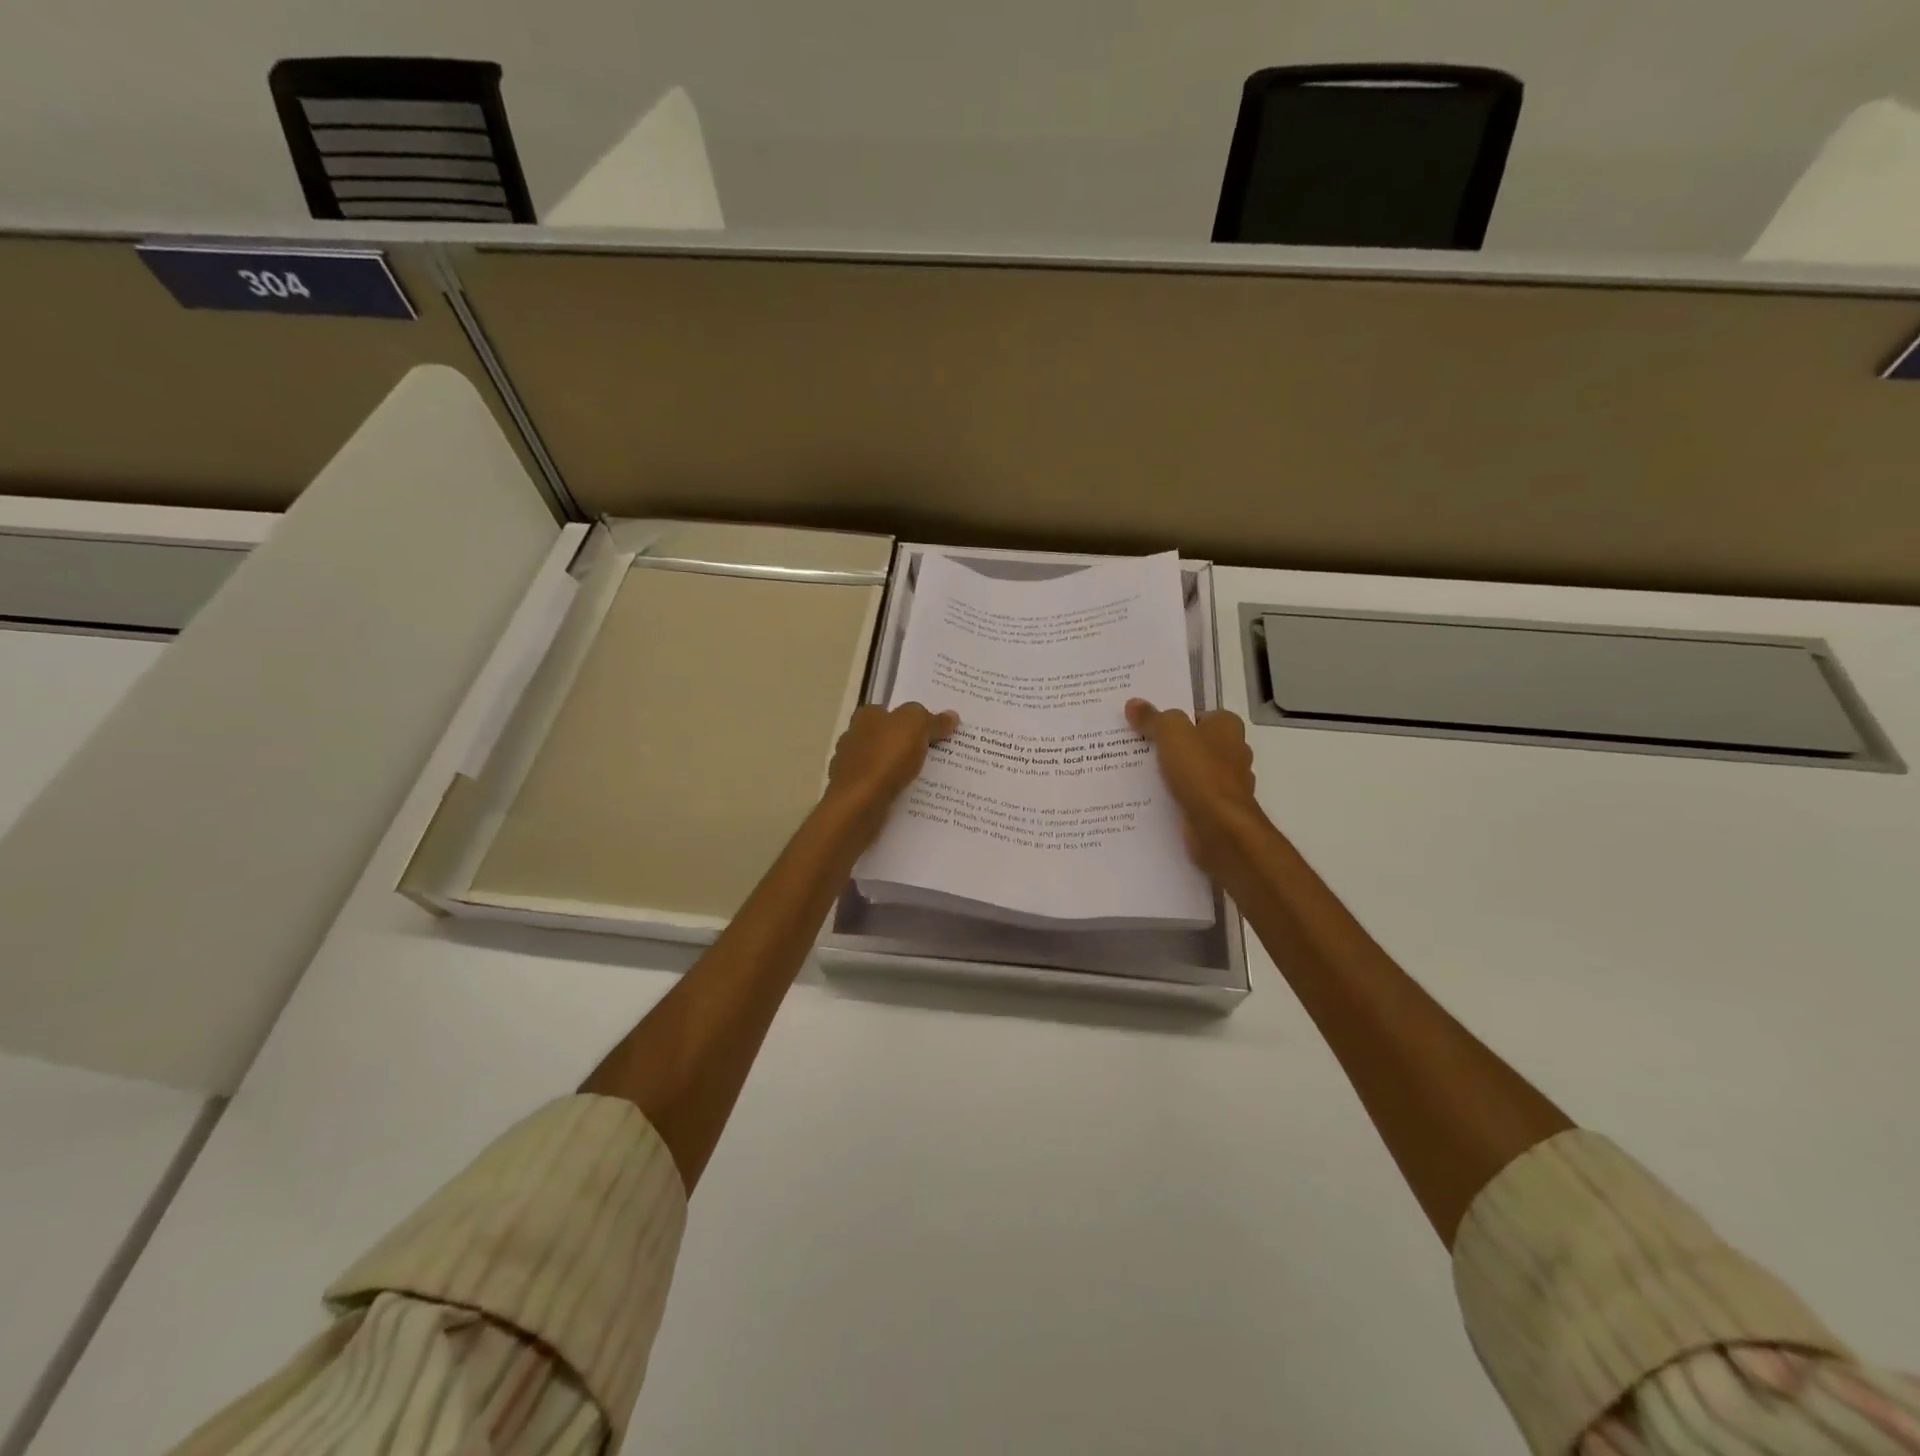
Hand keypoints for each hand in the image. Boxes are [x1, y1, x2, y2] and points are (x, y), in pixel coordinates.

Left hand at [822, 702, 958, 835]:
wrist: (859, 804)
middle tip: (937, 753)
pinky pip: (880, 786)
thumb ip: (932, 719)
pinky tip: (909, 796)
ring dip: (900, 769)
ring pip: (882, 763)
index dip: (911, 719)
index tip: (932, 730)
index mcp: (866, 716)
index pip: (890, 711)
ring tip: (929, 778)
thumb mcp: (916, 725)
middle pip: (886, 737)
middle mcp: (853, 737)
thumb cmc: (886, 757)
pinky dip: (892, 789)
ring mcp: (850, 767)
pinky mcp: (853, 793)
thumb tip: (951, 716)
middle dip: (906, 744)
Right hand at [1126, 699, 1267, 880]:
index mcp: (1228, 727)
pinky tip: (1149, 799)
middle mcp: (1233, 753)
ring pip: (1192, 772)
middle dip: (1171, 746)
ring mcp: (1227, 784)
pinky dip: (1174, 797)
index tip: (1149, 724)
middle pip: (1196, 744)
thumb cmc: (1200, 771)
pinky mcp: (1217, 810)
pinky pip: (1189, 797)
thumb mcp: (1170, 733)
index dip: (1177, 718)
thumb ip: (1152, 718)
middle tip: (1136, 746)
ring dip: (1171, 774)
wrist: (1219, 827)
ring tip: (1135, 773)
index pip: (1201, 715)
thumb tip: (1134, 704)